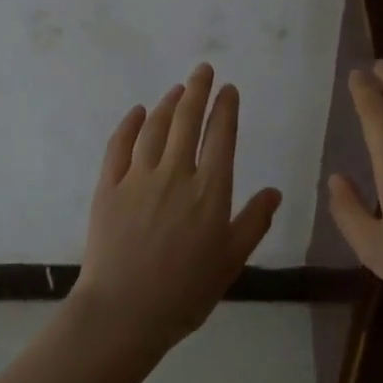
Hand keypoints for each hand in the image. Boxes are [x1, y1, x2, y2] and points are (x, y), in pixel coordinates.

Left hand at [73, 63, 282, 355]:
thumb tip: (274, 191)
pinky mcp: (108, 187)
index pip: (221, 136)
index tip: (229, 90)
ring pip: (155, 128)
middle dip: (197, 90)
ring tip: (176, 89)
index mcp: (210, 191)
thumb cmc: (185, 292)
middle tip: (202, 69)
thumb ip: (254, 222)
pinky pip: (118, 146)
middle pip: (187, 120)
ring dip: (167, 103)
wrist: (124, 312)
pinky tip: (137, 112)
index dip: (226, 108)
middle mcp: (175, 174)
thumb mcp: (231, 261)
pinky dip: (129, 124)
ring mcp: (138, 178)